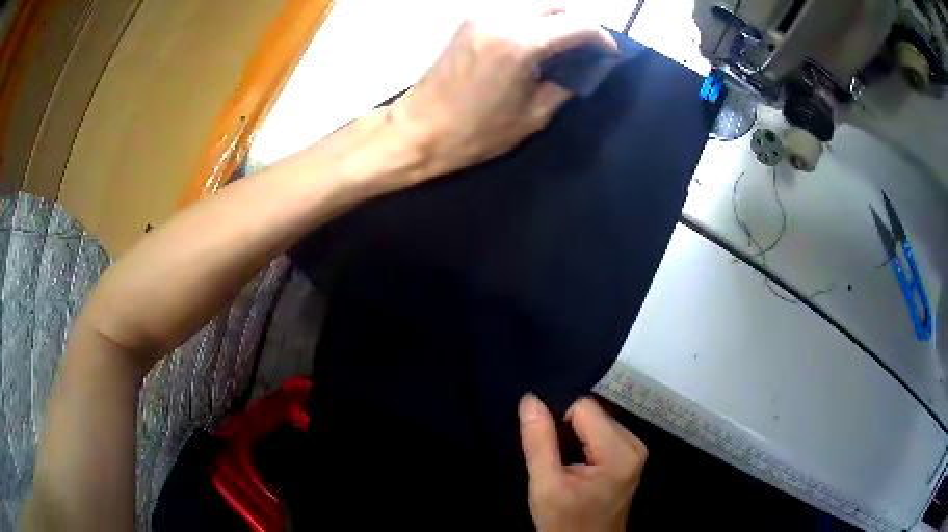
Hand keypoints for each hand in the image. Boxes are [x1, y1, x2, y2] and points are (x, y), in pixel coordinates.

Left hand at [389, 8, 616, 179]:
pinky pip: (512, 14)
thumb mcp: (533, 117)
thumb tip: (585, 69)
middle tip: (589, 51)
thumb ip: (566, 85)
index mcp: (520, 44)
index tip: (610, 54)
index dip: (602, 38)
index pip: (578, 24)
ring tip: (565, 50)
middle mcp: (501, 19)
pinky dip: (532, 25)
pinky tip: (536, 46)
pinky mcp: (469, 22)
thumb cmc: (474, 133)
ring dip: (555, 23)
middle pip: (556, 8)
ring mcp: (481, 17)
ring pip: (534, 8)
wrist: (417, 129)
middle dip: (579, 26)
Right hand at [519, 394, 646, 531]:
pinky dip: (583, 441)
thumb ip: (538, 442)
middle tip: (551, 455)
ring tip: (560, 459)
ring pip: (595, 420)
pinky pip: (601, 432)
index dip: (557, 418)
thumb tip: (530, 399)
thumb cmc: (565, 523)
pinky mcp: (629, 455)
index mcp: (619, 452)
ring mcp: (634, 449)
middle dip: (566, 427)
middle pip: (592, 413)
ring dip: (573, 434)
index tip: (542, 442)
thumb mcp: (545, 486)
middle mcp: (634, 444)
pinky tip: (573, 461)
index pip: (584, 407)